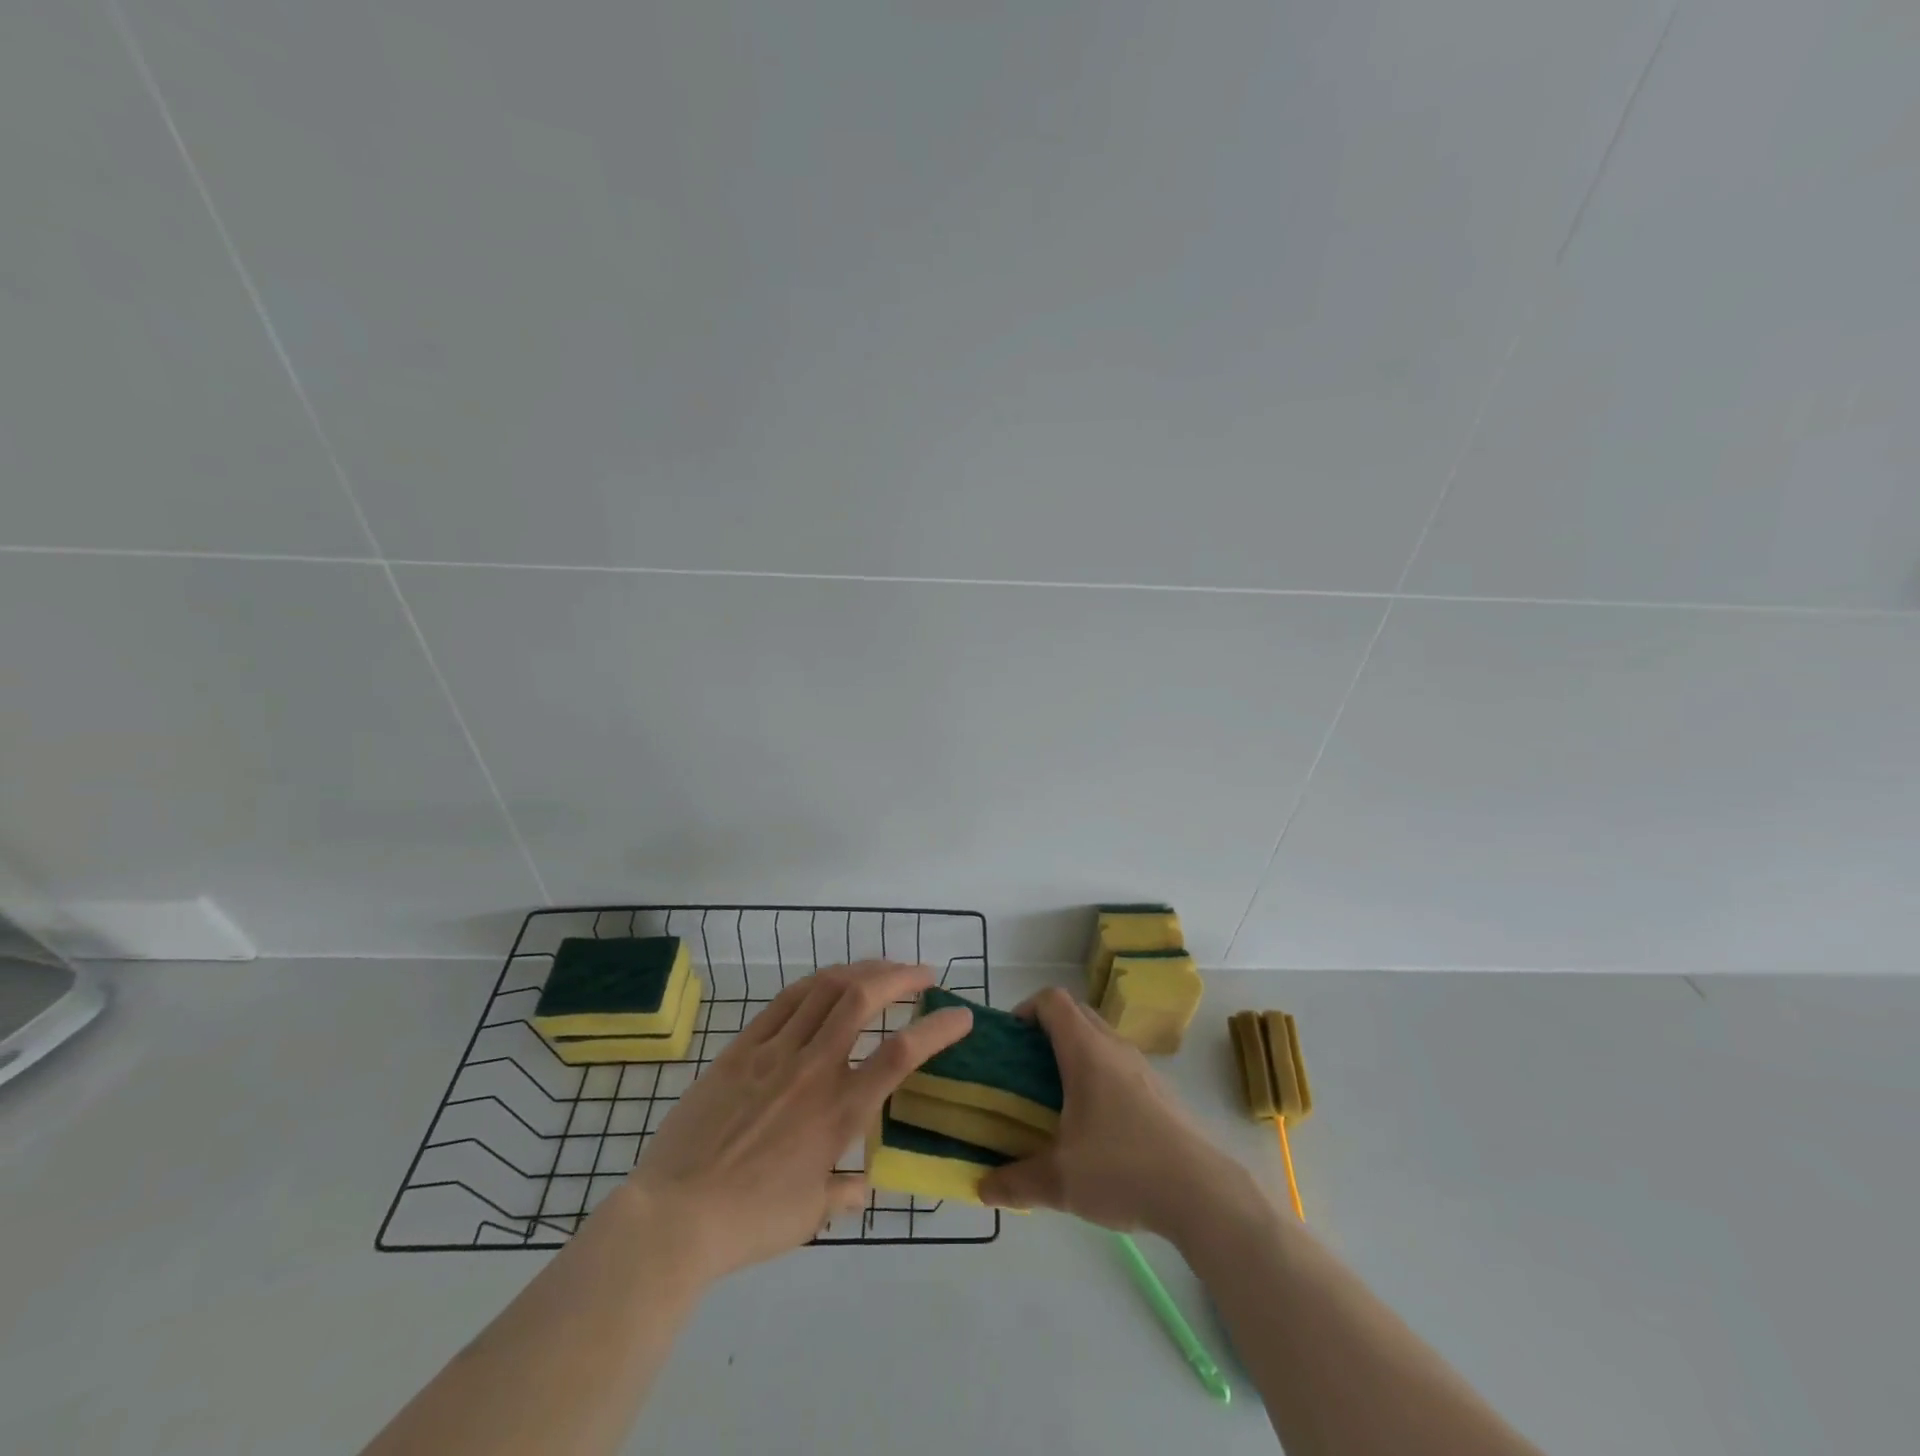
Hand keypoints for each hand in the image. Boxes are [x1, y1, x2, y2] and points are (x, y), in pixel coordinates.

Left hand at [626, 960, 971, 1281]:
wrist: (674, 1216)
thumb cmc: (750, 1222)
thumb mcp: (811, 1215)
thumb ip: (845, 1192)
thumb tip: (863, 1183)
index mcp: (840, 1112)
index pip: (902, 1055)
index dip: (938, 1028)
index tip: (961, 1015)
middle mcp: (814, 1069)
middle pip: (863, 998)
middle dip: (900, 976)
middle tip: (922, 974)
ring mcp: (775, 1052)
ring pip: (825, 989)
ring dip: (861, 970)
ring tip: (881, 969)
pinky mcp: (742, 1048)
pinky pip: (785, 1001)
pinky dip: (815, 983)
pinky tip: (828, 982)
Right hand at [978, 988, 1252, 1240]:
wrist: (1202, 1193)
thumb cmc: (1124, 1169)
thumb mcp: (1059, 1182)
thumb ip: (1015, 1182)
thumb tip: (983, 1188)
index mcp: (1086, 1051)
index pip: (1052, 1000)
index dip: (1026, 1009)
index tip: (1010, 1042)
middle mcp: (1114, 1047)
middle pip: (1075, 1014)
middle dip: (1046, 1032)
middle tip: (1025, 1070)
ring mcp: (1141, 1067)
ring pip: (1099, 1039)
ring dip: (1074, 1054)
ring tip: (1055, 1099)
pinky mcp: (1159, 1091)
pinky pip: (1118, 1064)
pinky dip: (1098, 1075)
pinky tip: (1094, 1125)